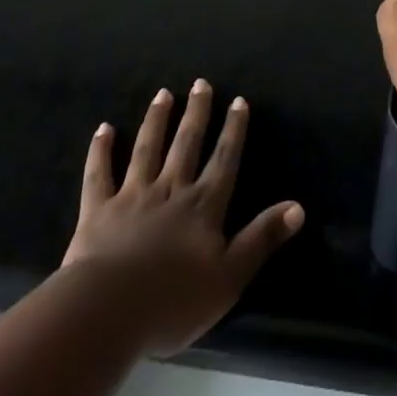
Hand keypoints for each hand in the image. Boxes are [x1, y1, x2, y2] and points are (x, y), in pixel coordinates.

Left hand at [61, 81, 303, 356]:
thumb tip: (298, 207)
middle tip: (201, 83)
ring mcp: (132, 197)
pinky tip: (104, 128)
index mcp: (203, 206)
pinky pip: (100, 174)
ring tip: (163, 94)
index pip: (224, 160)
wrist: (108, 312)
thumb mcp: (230, 277)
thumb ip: (261, 239)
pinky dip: (101, 150)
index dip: (233, 130)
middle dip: (196, 113)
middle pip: (186, 145)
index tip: (239, 100)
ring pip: (148, 149)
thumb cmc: (174, 301)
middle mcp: (171, 190)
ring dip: (157, 120)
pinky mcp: (98, 211)